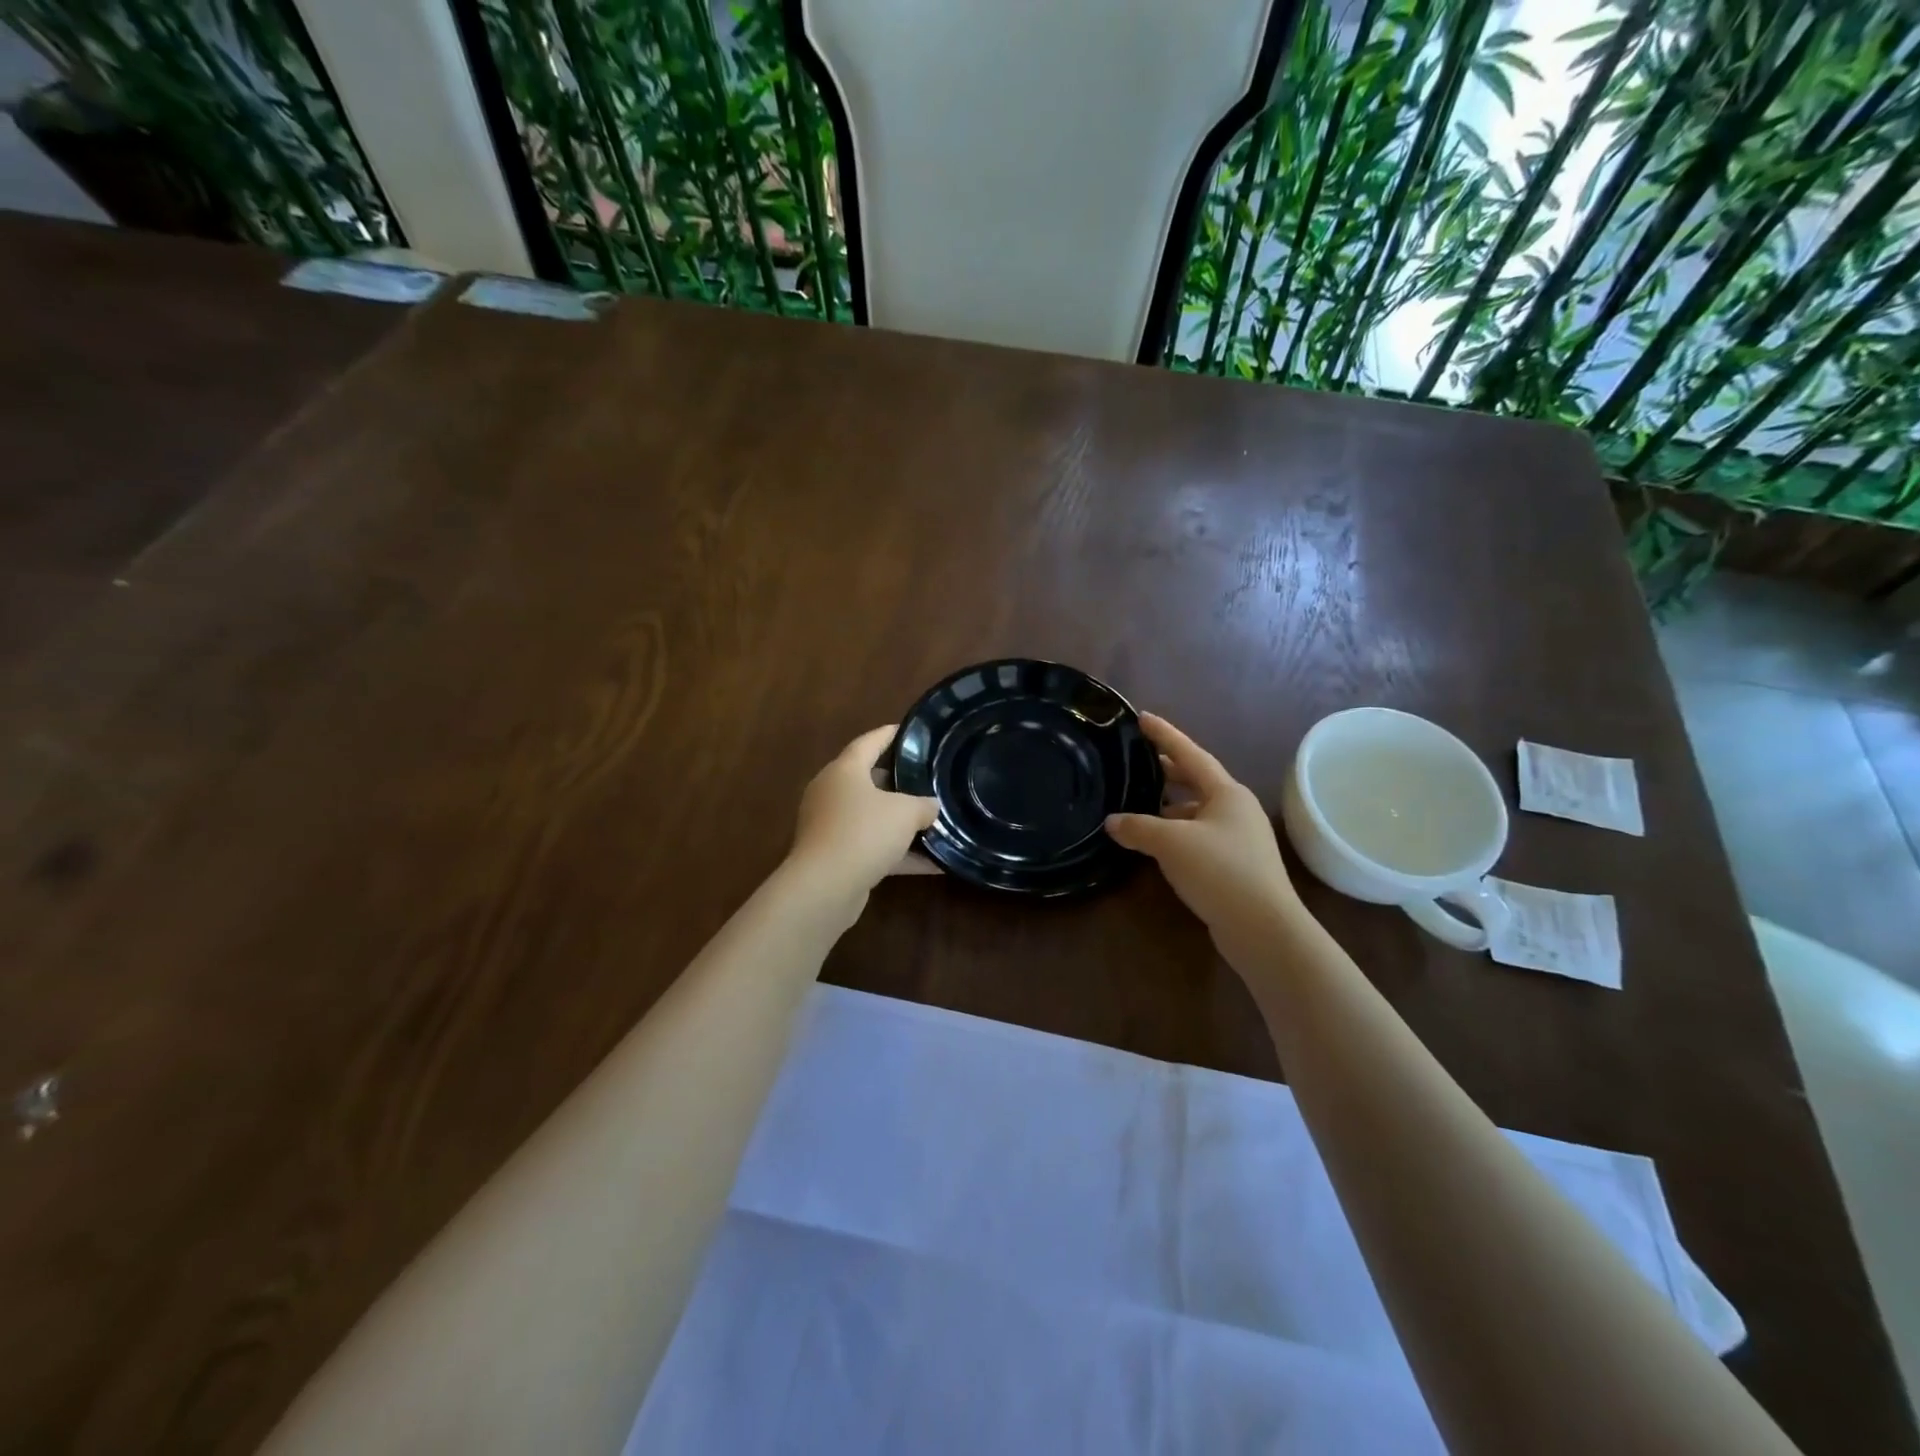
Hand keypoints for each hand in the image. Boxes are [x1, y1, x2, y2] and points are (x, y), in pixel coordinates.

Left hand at [787, 726, 939, 901]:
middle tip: (927, 778)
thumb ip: (923, 805)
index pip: (869, 742)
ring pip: (871, 816)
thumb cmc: (863, 833)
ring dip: (899, 821)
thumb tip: (931, 806)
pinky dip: (898, 852)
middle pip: (868, 780)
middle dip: (898, 781)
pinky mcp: (834, 856)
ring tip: (933, 820)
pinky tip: (932, 863)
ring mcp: (830, 825)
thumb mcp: (905, 813)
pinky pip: (871, 846)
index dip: (890, 734)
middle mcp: (832, 793)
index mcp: (844, 770)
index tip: (909, 730)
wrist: (824, 887)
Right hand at [1106, 715, 1303, 948]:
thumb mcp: (1171, 843)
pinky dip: (1177, 833)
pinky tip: (1158, 844)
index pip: (1190, 754)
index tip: (1143, 717)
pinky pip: (1200, 836)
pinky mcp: (1236, 865)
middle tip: (1139, 760)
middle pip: (1197, 781)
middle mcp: (1236, 809)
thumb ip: (1138, 828)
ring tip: (1140, 805)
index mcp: (1226, 793)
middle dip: (1168, 771)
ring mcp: (1239, 838)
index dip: (1165, 734)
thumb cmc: (1219, 871)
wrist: (1263, 928)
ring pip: (1198, 812)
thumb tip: (1112, 822)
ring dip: (1170, 806)